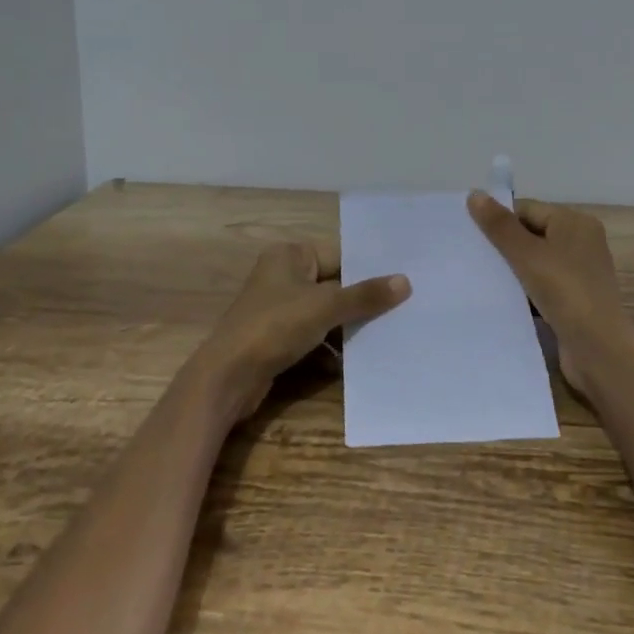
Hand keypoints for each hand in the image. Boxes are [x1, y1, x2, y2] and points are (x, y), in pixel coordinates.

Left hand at [192, 242, 410, 422]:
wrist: (228, 377)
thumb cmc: (275, 327)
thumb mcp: (325, 307)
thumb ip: (365, 296)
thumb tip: (405, 281)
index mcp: (289, 256)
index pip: (339, 256)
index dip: (369, 270)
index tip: (403, 281)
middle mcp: (283, 276)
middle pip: (334, 285)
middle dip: (362, 302)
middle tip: (403, 309)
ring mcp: (279, 309)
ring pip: (325, 314)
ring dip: (349, 327)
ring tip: (389, 335)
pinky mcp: (277, 339)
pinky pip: (314, 336)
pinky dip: (332, 347)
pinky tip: (359, 360)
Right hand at [467, 191, 633, 398]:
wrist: (598, 350)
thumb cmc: (565, 292)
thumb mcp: (527, 255)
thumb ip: (500, 226)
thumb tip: (475, 194)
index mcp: (575, 223)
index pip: (527, 209)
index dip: (499, 220)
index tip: (470, 236)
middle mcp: (581, 242)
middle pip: (531, 234)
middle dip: (503, 246)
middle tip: (471, 256)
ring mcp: (580, 273)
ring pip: (535, 262)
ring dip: (512, 270)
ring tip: (480, 278)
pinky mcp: (575, 299)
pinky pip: (542, 285)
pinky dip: (524, 290)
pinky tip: (502, 300)